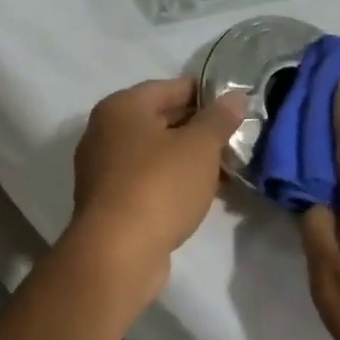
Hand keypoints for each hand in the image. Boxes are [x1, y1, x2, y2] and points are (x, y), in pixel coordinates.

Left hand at [65, 77, 246, 299]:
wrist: (117, 252)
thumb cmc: (159, 186)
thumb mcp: (199, 147)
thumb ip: (219, 118)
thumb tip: (235, 96)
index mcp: (121, 107)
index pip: (171, 87)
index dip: (207, 94)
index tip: (237, 107)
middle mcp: (104, 131)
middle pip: (159, 119)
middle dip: (198, 129)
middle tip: (236, 139)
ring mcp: (102, 167)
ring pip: (153, 153)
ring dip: (186, 158)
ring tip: (225, 167)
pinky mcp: (107, 200)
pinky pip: (146, 179)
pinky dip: (171, 181)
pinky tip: (199, 192)